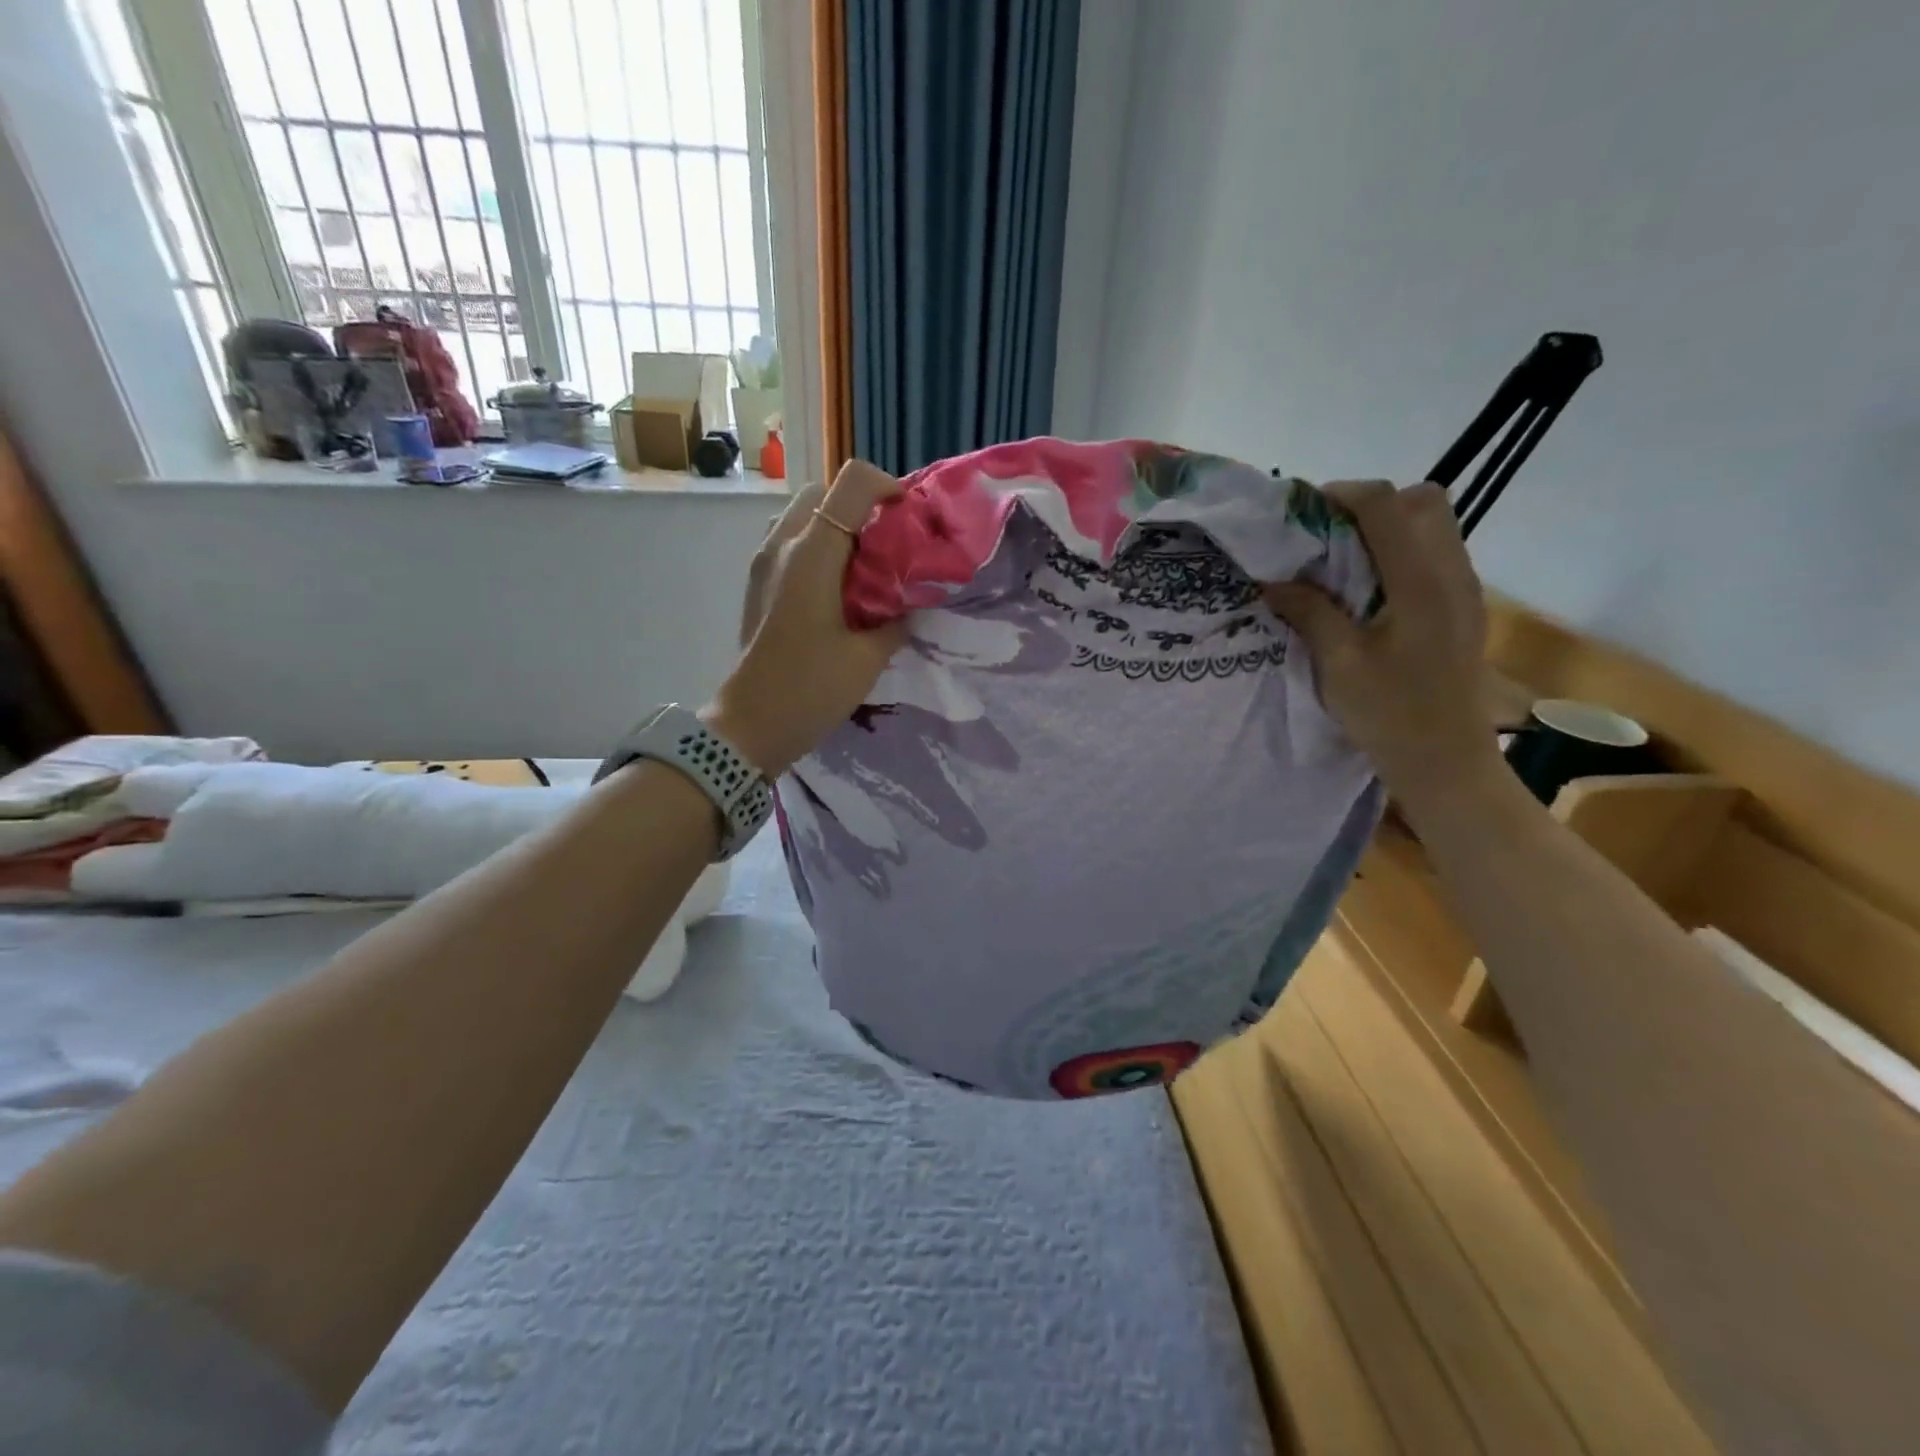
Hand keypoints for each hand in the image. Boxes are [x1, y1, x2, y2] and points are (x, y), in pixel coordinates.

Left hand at [705, 460, 906, 776]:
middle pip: (824, 492)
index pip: (852, 483)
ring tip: (864, 567)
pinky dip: (818, 547)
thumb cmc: (809, 690)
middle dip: (861, 507)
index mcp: (813, 554)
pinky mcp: (757, 584)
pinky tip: (837, 591)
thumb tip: (910, 607)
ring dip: (835, 526)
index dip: (888, 488)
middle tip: (888, 546)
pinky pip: (790, 542)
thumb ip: (896, 622)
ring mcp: (763, 562)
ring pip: (803, 515)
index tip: (909, 521)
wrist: (749, 727)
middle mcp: (782, 545)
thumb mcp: (868, 659)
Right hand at [1263, 480, 1504, 809]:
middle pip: (1422, 501)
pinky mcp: (1461, 606)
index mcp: (1421, 583)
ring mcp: (1463, 588)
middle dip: (1370, 505)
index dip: (1341, 495)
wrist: (1444, 759)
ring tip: (1341, 561)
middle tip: (1326, 535)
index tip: (1300, 514)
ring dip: (1385, 527)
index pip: (1387, 505)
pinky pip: (1433, 553)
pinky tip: (1365, 589)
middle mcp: (1451, 573)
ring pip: (1432, 524)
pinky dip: (1398, 551)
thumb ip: (1310, 612)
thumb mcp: (1339, 664)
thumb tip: (1272, 580)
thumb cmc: (1389, 713)